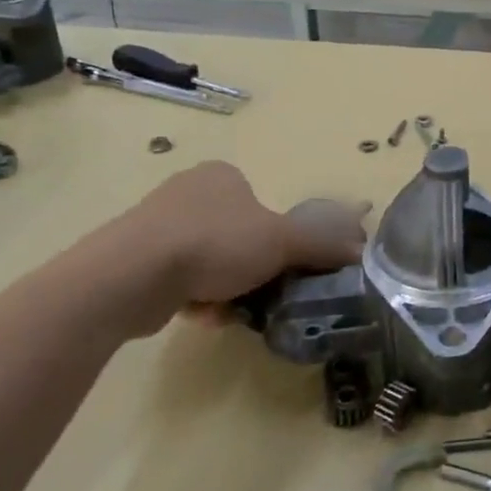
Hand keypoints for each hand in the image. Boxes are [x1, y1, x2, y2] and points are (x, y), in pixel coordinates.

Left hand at [105, 162, 369, 329]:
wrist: (129, 276)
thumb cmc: (214, 244)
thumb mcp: (282, 242)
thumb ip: (322, 244)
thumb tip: (361, 250)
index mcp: (223, 176)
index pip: (263, 205)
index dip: (278, 238)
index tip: (282, 266)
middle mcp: (188, 191)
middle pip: (239, 236)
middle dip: (252, 268)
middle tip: (262, 292)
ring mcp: (155, 225)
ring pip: (210, 261)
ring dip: (226, 287)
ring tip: (231, 310)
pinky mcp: (131, 258)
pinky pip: (179, 279)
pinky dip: (196, 297)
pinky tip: (202, 315)